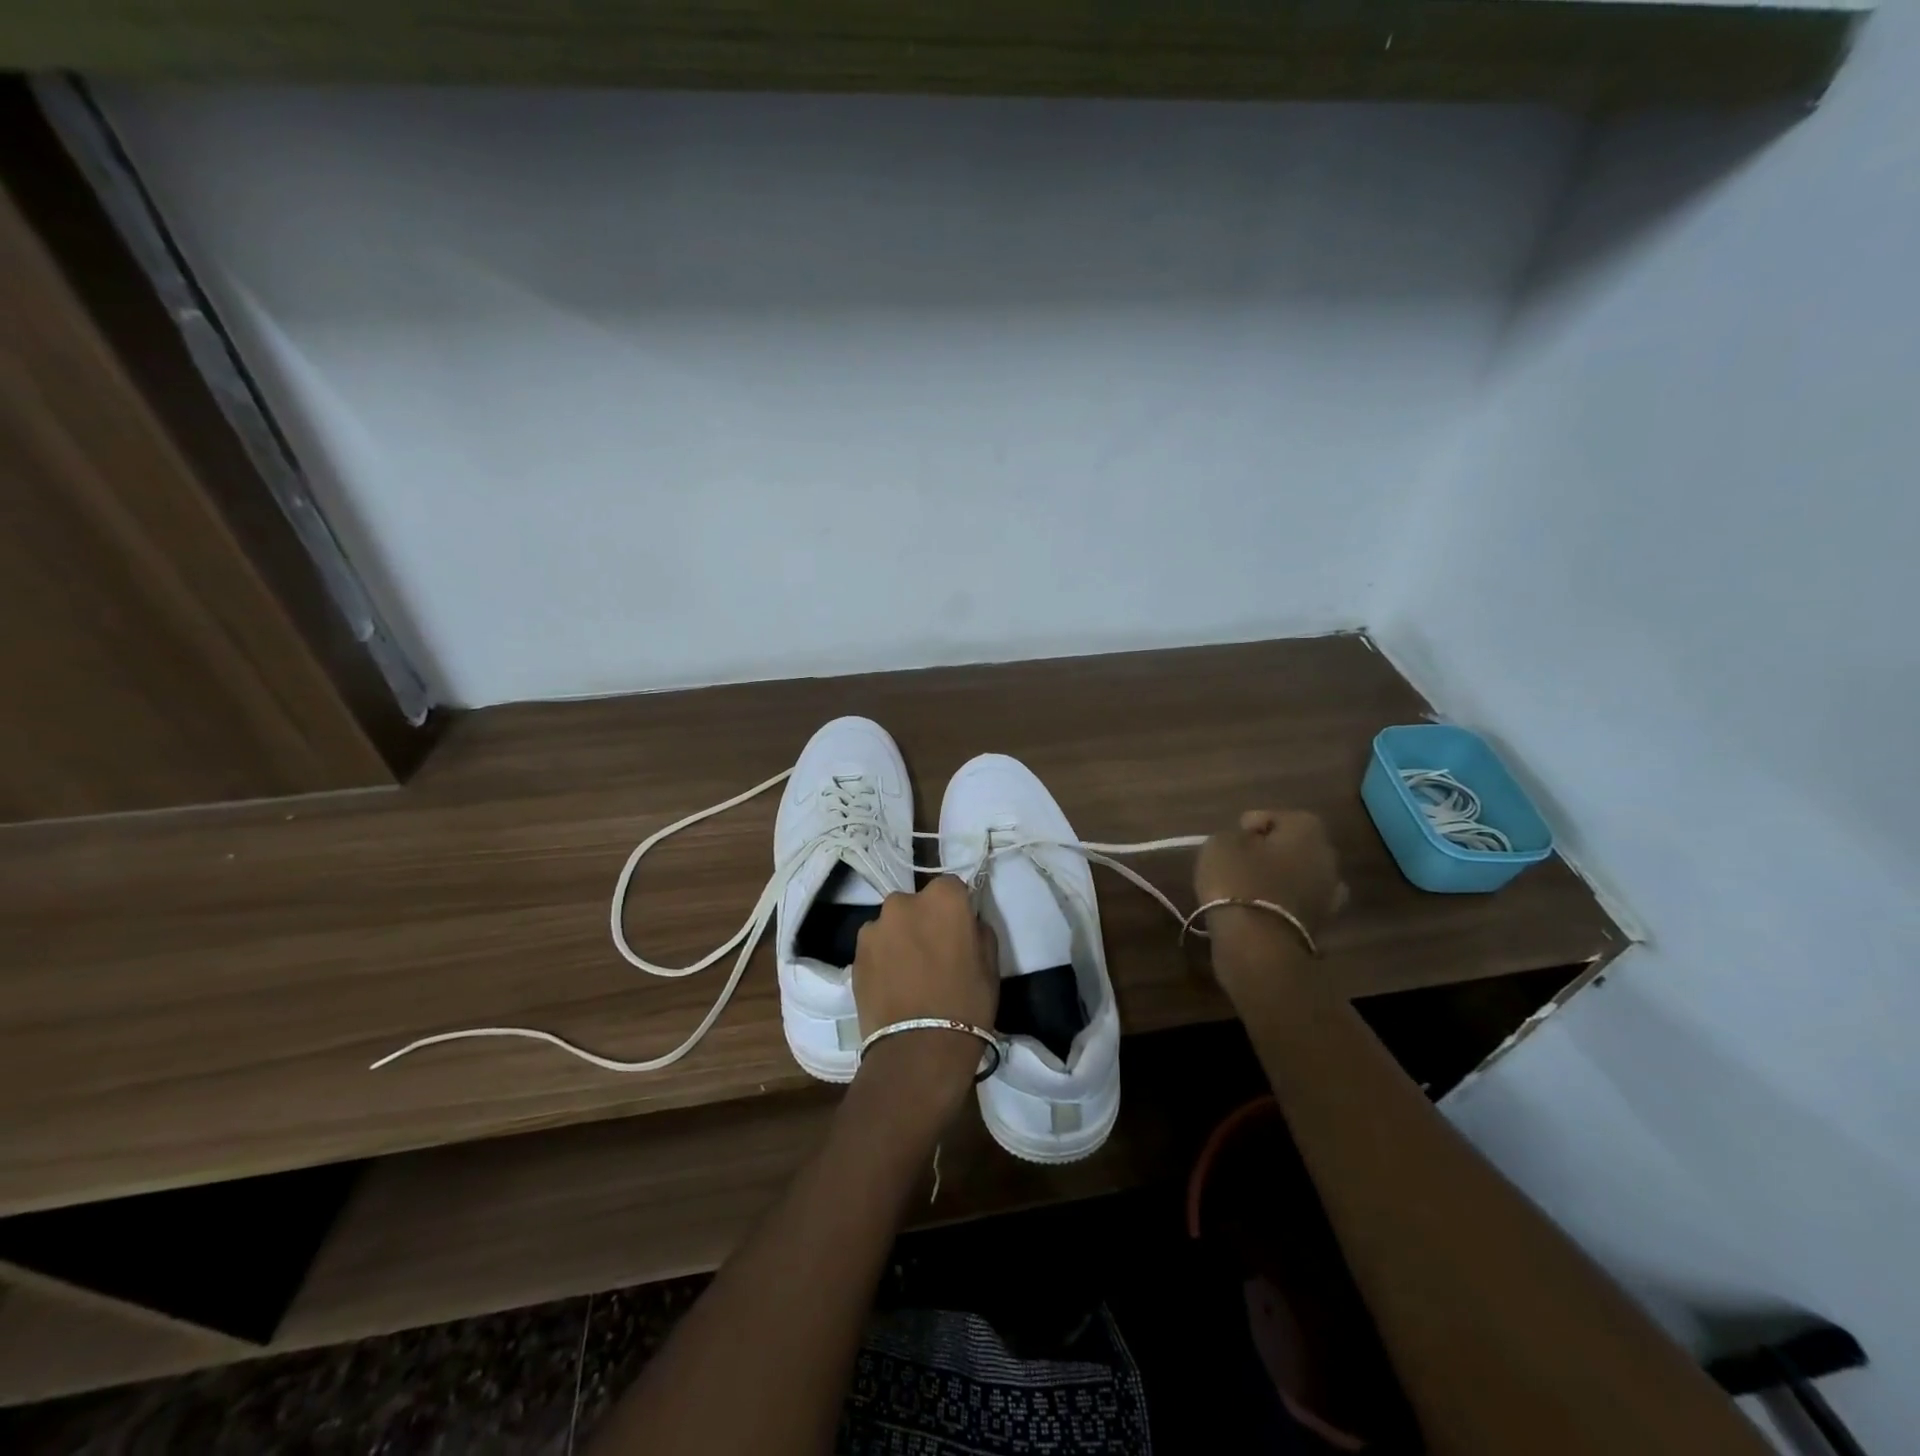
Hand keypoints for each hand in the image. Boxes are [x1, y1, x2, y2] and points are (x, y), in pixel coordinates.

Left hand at [850, 876, 1000, 1120]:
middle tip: (934, 953)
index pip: (951, 887)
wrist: (918, 1049)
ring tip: (909, 973)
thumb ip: (977, 931)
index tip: (959, 931)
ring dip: (900, 938)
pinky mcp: (854, 953)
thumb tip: (966, 923)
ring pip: (892, 924)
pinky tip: (892, 984)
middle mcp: (904, 902)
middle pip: (917, 903)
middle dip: (924, 920)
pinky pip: (875, 946)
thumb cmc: (966, 1004)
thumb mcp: (990, 965)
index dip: (956, 909)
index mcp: (943, 899)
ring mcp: (875, 927)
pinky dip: (882, 957)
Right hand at [1194, 810, 1344, 944]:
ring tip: (1247, 888)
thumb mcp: (1221, 843)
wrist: (1259, 944)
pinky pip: (1296, 903)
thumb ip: (1236, 834)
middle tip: (1239, 861)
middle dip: (1269, 852)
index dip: (1250, 825)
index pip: (1276, 817)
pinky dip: (1281, 903)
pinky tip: (1258, 909)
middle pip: (1293, 846)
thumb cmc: (1239, 881)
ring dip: (1278, 879)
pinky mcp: (1322, 924)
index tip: (1231, 840)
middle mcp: (1328, 857)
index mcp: (1308, 829)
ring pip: (1298, 876)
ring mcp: (1330, 894)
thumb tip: (1248, 842)